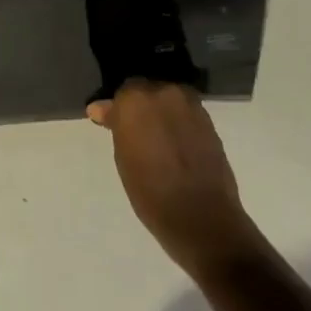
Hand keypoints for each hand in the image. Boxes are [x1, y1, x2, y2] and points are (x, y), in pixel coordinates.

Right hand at [88, 80, 254, 278]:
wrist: (201, 218)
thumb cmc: (150, 192)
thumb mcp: (123, 158)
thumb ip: (116, 126)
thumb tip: (100, 109)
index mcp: (135, 99)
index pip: (122, 93)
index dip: (118, 110)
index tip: (114, 125)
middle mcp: (164, 92)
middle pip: (148, 91)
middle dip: (141, 107)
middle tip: (137, 132)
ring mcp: (190, 105)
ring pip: (169, 100)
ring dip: (162, 114)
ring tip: (158, 140)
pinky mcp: (209, 121)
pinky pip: (186, 114)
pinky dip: (179, 124)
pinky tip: (175, 145)